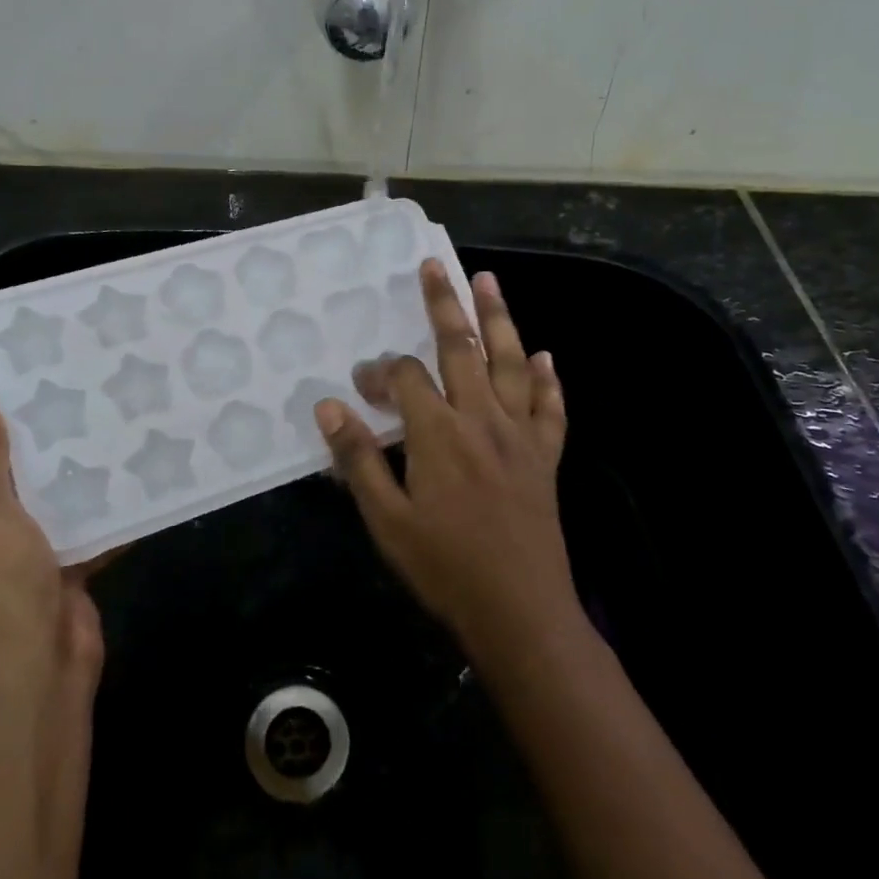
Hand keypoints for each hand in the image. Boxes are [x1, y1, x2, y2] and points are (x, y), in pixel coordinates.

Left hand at [0, 380, 102, 696]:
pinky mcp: (62, 557)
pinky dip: (100, 493)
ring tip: (104, 401)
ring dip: (68, 450)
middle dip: (27, 413)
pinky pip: (80, 514)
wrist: (33, 668)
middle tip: (68, 367)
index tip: (4, 347)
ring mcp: (21, 540)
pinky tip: (130, 461)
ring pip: (44, 481)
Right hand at [314, 261, 570, 654]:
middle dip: (444, 304)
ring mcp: (519, 435)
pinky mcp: (545, 456)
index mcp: (439, 434)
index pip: (406, 379)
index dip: (380, 373)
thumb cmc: (445, 568)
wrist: (520, 612)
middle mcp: (482, 419)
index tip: (361, 386)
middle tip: (435, 266)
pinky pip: (550, 408)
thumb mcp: (387, 520)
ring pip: (511, 363)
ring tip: (488, 281)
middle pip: (462, 348)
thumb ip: (358, 458)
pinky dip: (548, 379)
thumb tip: (328, 405)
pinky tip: (545, 356)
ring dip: (499, 318)